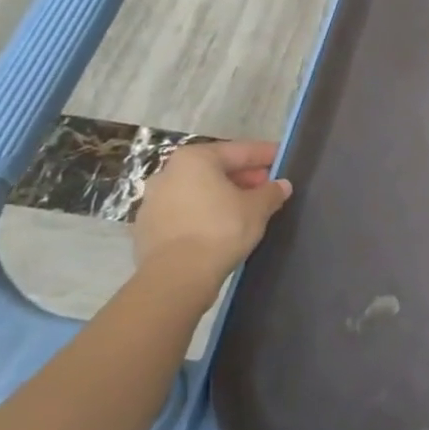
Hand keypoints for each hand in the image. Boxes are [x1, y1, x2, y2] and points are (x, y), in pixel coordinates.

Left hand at [132, 140, 290, 286]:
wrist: (176, 278)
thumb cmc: (220, 230)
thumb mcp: (257, 208)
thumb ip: (271, 192)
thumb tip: (281, 185)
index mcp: (195, 159)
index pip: (239, 151)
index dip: (264, 155)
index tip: (282, 158)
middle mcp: (168, 173)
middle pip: (215, 169)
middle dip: (242, 177)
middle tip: (266, 187)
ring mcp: (153, 202)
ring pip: (197, 191)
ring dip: (222, 196)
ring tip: (246, 209)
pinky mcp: (146, 229)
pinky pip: (184, 213)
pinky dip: (203, 215)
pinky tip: (221, 228)